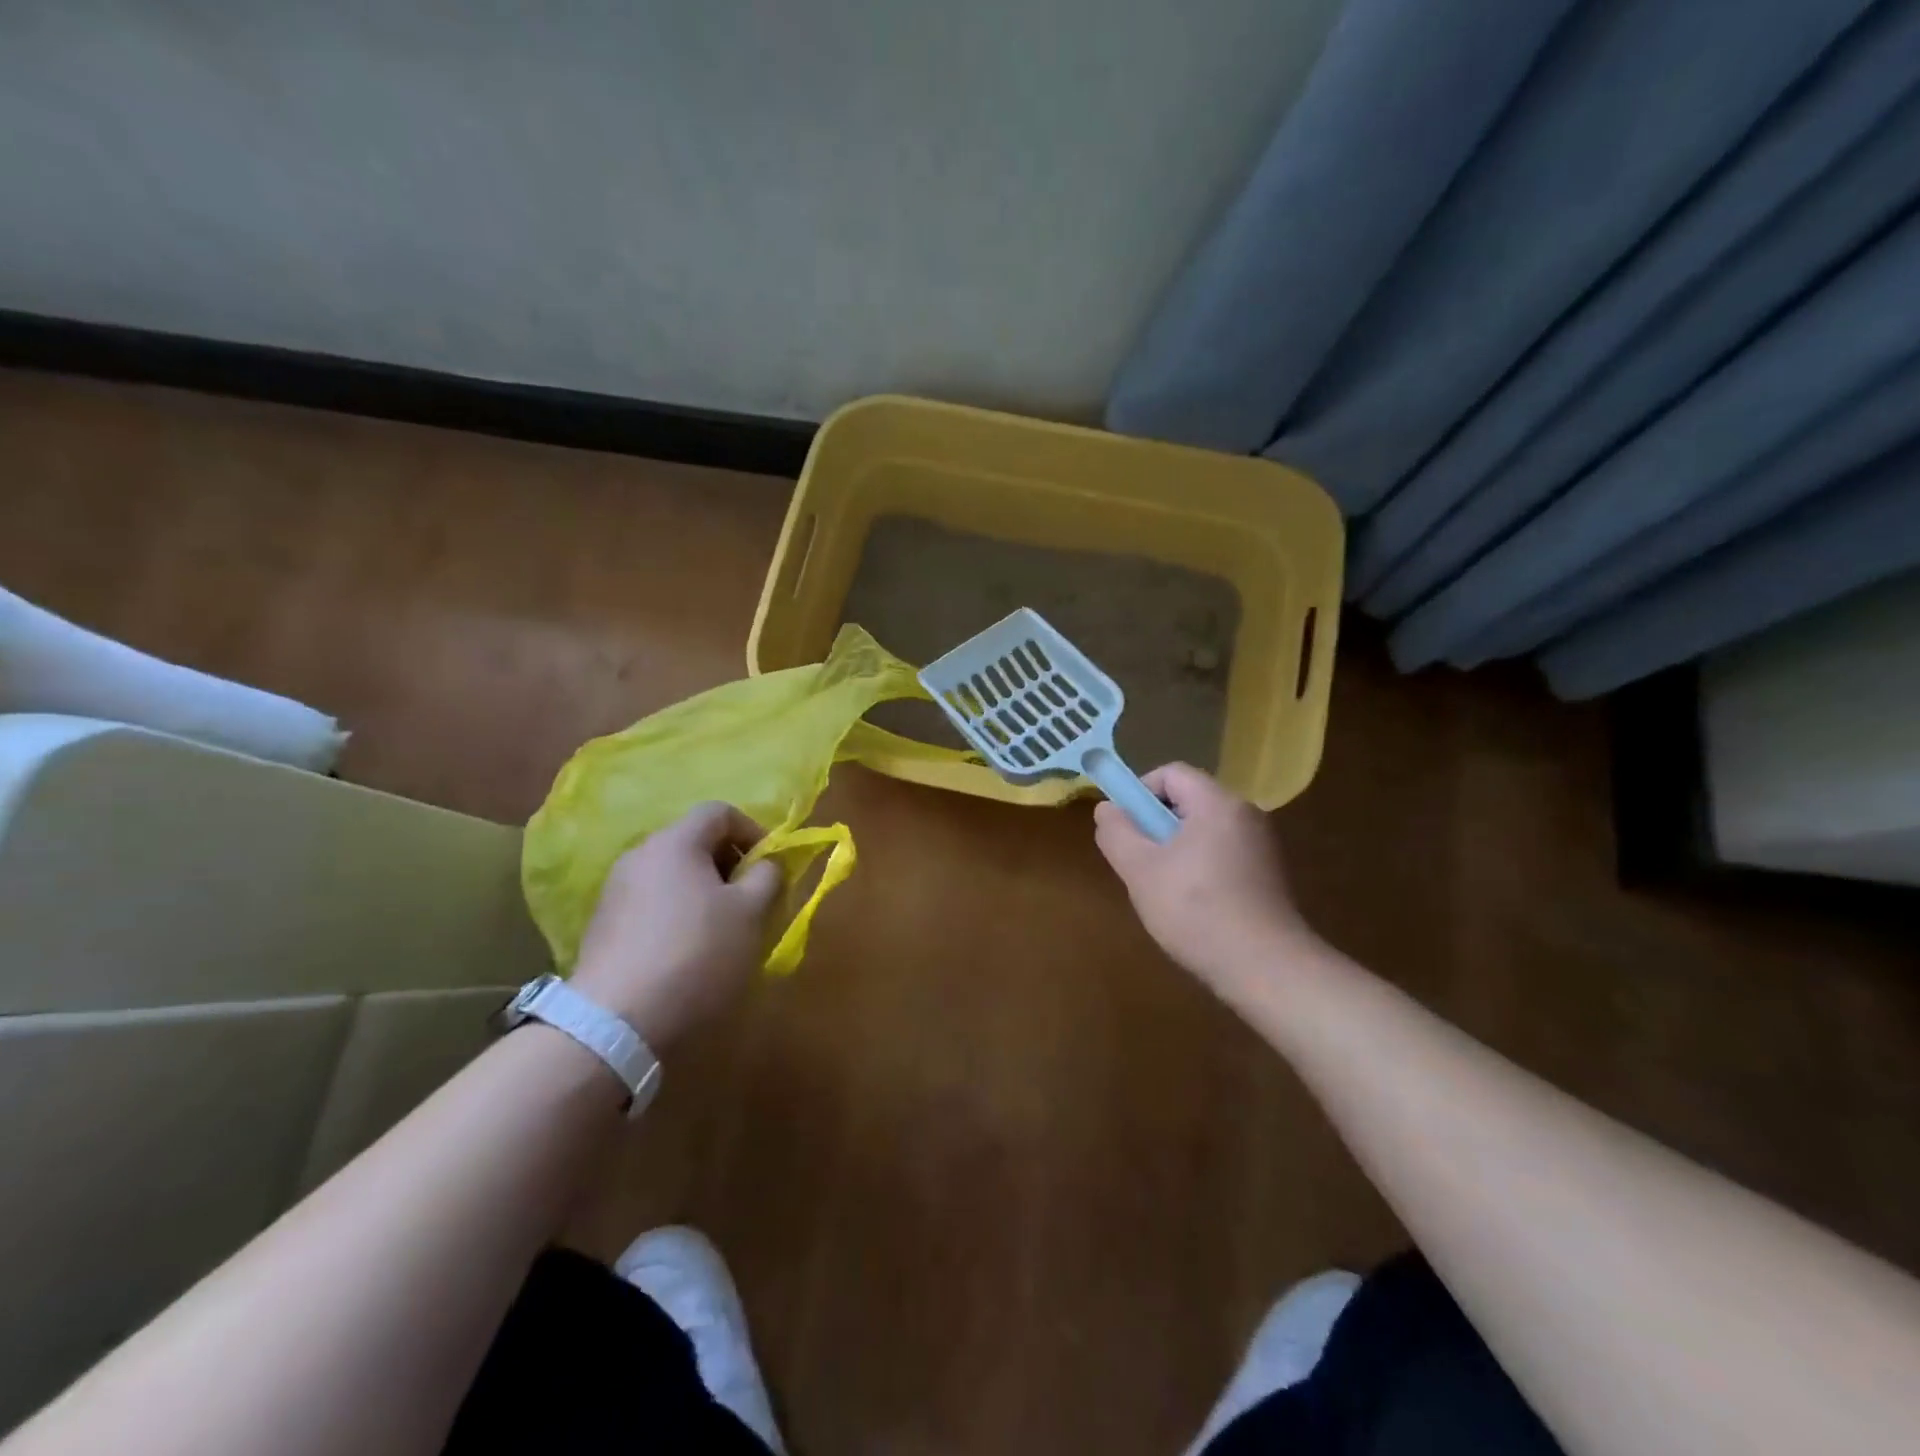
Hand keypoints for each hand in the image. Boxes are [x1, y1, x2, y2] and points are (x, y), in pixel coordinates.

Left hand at [570, 802, 781, 1047]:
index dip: (754, 831)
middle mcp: (639, 856)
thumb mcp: (751, 913)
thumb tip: (766, 863)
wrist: (616, 1024)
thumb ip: (767, 876)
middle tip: (752, 902)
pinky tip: (688, 954)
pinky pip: (652, 905)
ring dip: (704, 893)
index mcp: (675, 842)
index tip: (770, 868)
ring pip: (673, 876)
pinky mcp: (602, 927)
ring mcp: (615, 892)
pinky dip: (678, 916)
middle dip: (730, 866)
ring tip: (724, 932)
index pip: (720, 812)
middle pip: (694, 843)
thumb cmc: (697, 954)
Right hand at [1093, 763, 1315, 993]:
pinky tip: (1192, 906)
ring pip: (1204, 831)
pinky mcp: (1269, 874)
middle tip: (1139, 862)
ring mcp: (1262, 845)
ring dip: (1176, 850)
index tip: (1126, 829)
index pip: (1171, 773)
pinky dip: (1200, 867)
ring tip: (1163, 888)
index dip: (1140, 793)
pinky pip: (1223, 853)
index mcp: (1218, 803)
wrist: (1265, 967)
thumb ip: (1117, 832)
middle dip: (1156, 825)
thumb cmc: (1196, 910)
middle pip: (1188, 801)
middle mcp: (1246, 814)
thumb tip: (1107, 809)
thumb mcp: (1140, 869)